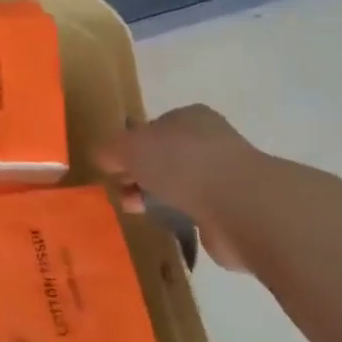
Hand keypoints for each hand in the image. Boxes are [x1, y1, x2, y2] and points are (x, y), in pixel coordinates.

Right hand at [99, 106, 262, 271]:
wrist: (239, 206)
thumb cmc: (181, 164)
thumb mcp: (129, 147)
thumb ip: (110, 149)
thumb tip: (103, 157)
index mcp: (190, 117)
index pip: (153, 128)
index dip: (130, 148)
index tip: (113, 170)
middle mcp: (210, 141)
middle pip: (164, 157)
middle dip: (140, 176)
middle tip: (122, 194)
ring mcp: (225, 176)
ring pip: (179, 185)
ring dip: (157, 197)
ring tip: (138, 212)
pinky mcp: (232, 209)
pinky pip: (196, 210)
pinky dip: (180, 217)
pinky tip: (167, 225)